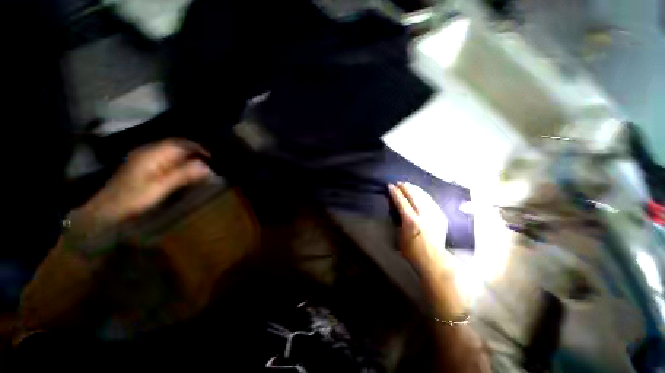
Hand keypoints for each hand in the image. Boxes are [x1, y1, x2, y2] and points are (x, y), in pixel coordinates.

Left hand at [78, 139, 211, 228]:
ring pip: (173, 152)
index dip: (198, 148)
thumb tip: (206, 166)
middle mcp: (149, 151)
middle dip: (195, 152)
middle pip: (177, 146)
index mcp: (152, 154)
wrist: (106, 208)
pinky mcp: (145, 165)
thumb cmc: (133, 198)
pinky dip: (181, 162)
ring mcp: (146, 157)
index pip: (180, 144)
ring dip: (189, 157)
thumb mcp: (160, 187)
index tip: (213, 158)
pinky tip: (186, 171)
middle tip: (211, 163)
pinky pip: (168, 159)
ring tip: (202, 167)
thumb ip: (182, 175)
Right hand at [388, 182, 454, 277]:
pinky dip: (425, 196)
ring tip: (409, 185)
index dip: (395, 193)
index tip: (390, 185)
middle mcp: (423, 216)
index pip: (401, 202)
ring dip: (415, 189)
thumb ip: (399, 222)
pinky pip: (432, 202)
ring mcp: (434, 215)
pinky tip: (421, 193)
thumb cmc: (413, 251)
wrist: (434, 260)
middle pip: (414, 196)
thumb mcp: (400, 237)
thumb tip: (398, 211)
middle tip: (399, 182)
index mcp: (411, 221)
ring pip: (424, 197)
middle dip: (405, 188)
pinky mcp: (441, 217)